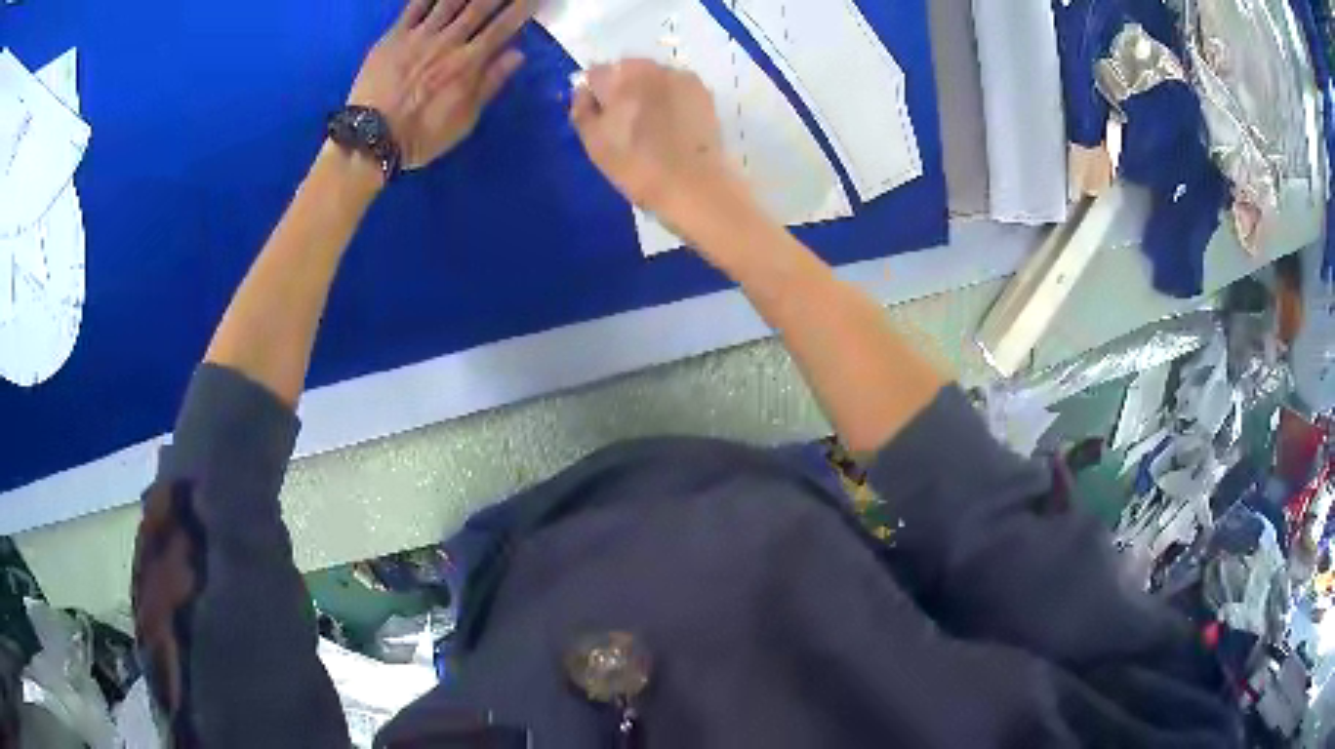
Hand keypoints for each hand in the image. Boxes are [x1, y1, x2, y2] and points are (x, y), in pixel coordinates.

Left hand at [348, 0, 532, 169]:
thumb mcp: (464, 120)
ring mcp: (420, 35)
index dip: (522, 8)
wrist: (370, 138)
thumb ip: (490, 84)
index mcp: (469, 62)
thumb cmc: (421, 136)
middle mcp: (449, 41)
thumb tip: (517, 54)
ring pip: (450, 1)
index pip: (504, 26)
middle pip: (480, 6)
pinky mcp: (394, 36)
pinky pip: (415, 6)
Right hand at [570, 60, 745, 235]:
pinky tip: (674, 123)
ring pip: (653, 76)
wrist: (695, 184)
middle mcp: (649, 67)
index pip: (595, 74)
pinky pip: (676, 85)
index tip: (599, 117)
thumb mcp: (595, 144)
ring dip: (647, 91)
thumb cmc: (637, 167)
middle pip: (625, 69)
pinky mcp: (702, 90)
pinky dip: (670, 97)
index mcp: (618, 78)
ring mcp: (680, 76)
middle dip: (621, 88)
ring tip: (652, 124)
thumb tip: (583, 91)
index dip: (594, 94)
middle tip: (625, 121)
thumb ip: (582, 110)